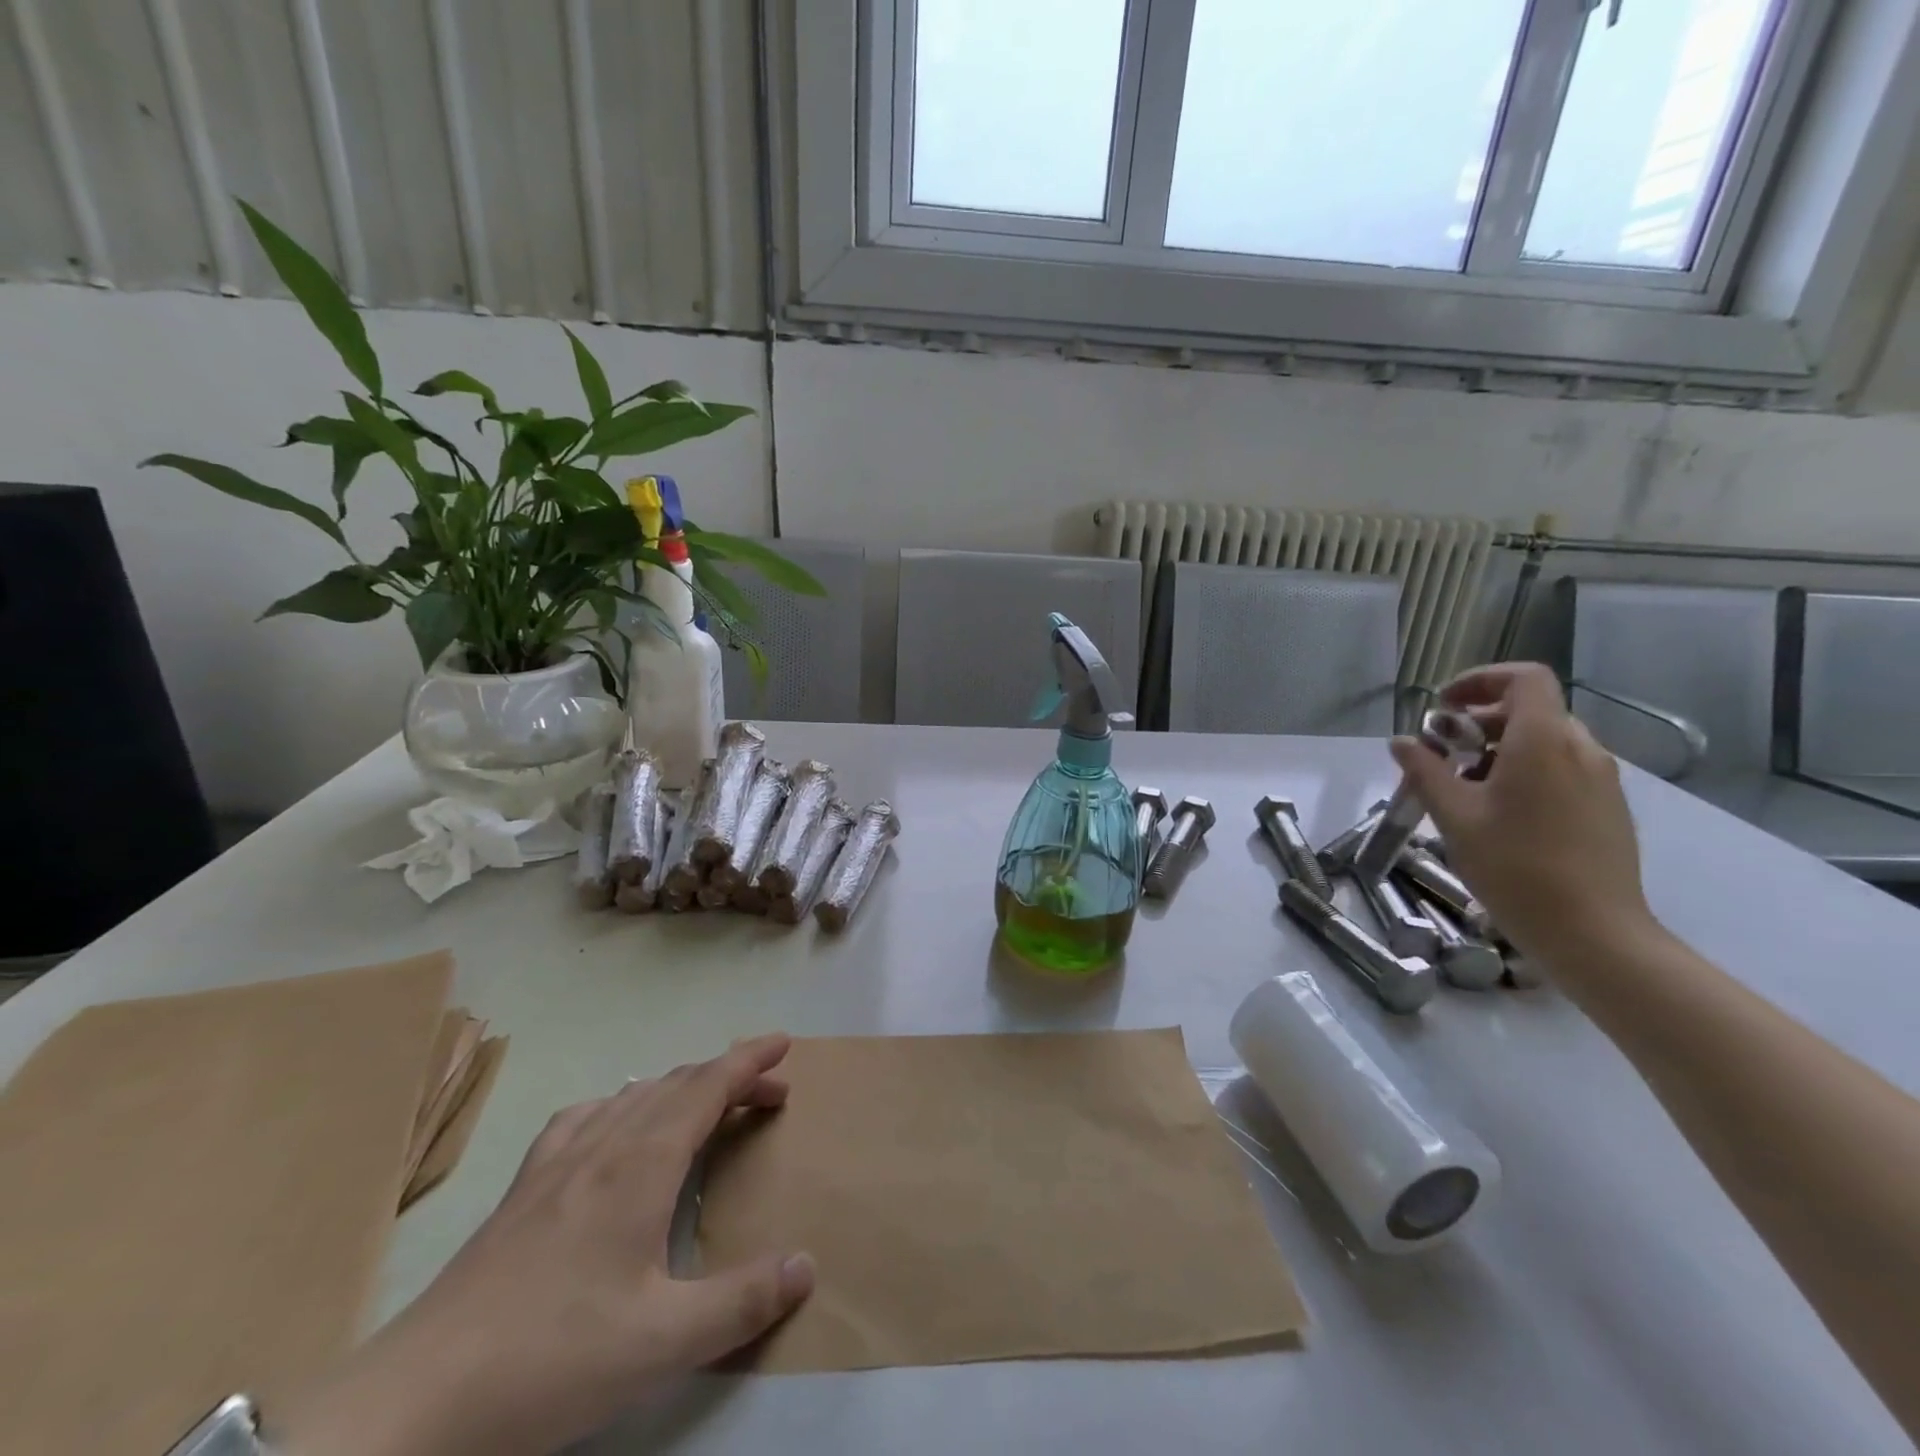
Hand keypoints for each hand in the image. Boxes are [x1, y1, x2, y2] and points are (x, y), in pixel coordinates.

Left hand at [280, 1033, 814, 1455]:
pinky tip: (614, 1129)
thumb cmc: (551, 1360)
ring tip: (706, 1107)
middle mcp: (604, 1144)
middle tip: (769, 1092)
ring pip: (634, 1096)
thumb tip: (806, 1264)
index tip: (784, 1043)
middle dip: (729, 1077)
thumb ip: (741, 1301)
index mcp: (642, 1164)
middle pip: (678, 1084)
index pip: (708, 1084)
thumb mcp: (662, 1342)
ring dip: (681, 1088)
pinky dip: (621, 1105)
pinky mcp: (522, 1189)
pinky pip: (584, 1118)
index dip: (749, 1058)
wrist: (415, 1403)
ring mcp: (557, 1163)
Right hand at [1391, 663, 1658, 966]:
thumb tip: (1402, 741)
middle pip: (1529, 710)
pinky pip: (1562, 769)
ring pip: (1544, 742)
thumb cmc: (1515, 867)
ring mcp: (1601, 779)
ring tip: (1464, 790)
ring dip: (1499, 750)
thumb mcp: (1454, 817)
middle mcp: (1581, 749)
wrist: (1593, 932)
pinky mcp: (1608, 807)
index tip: (1442, 706)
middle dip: (1478, 722)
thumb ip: (1425, 771)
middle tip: (1440, 756)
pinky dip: (1525, 772)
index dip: (1480, 679)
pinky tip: (1500, 814)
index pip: (1523, 678)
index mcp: (1543, 742)